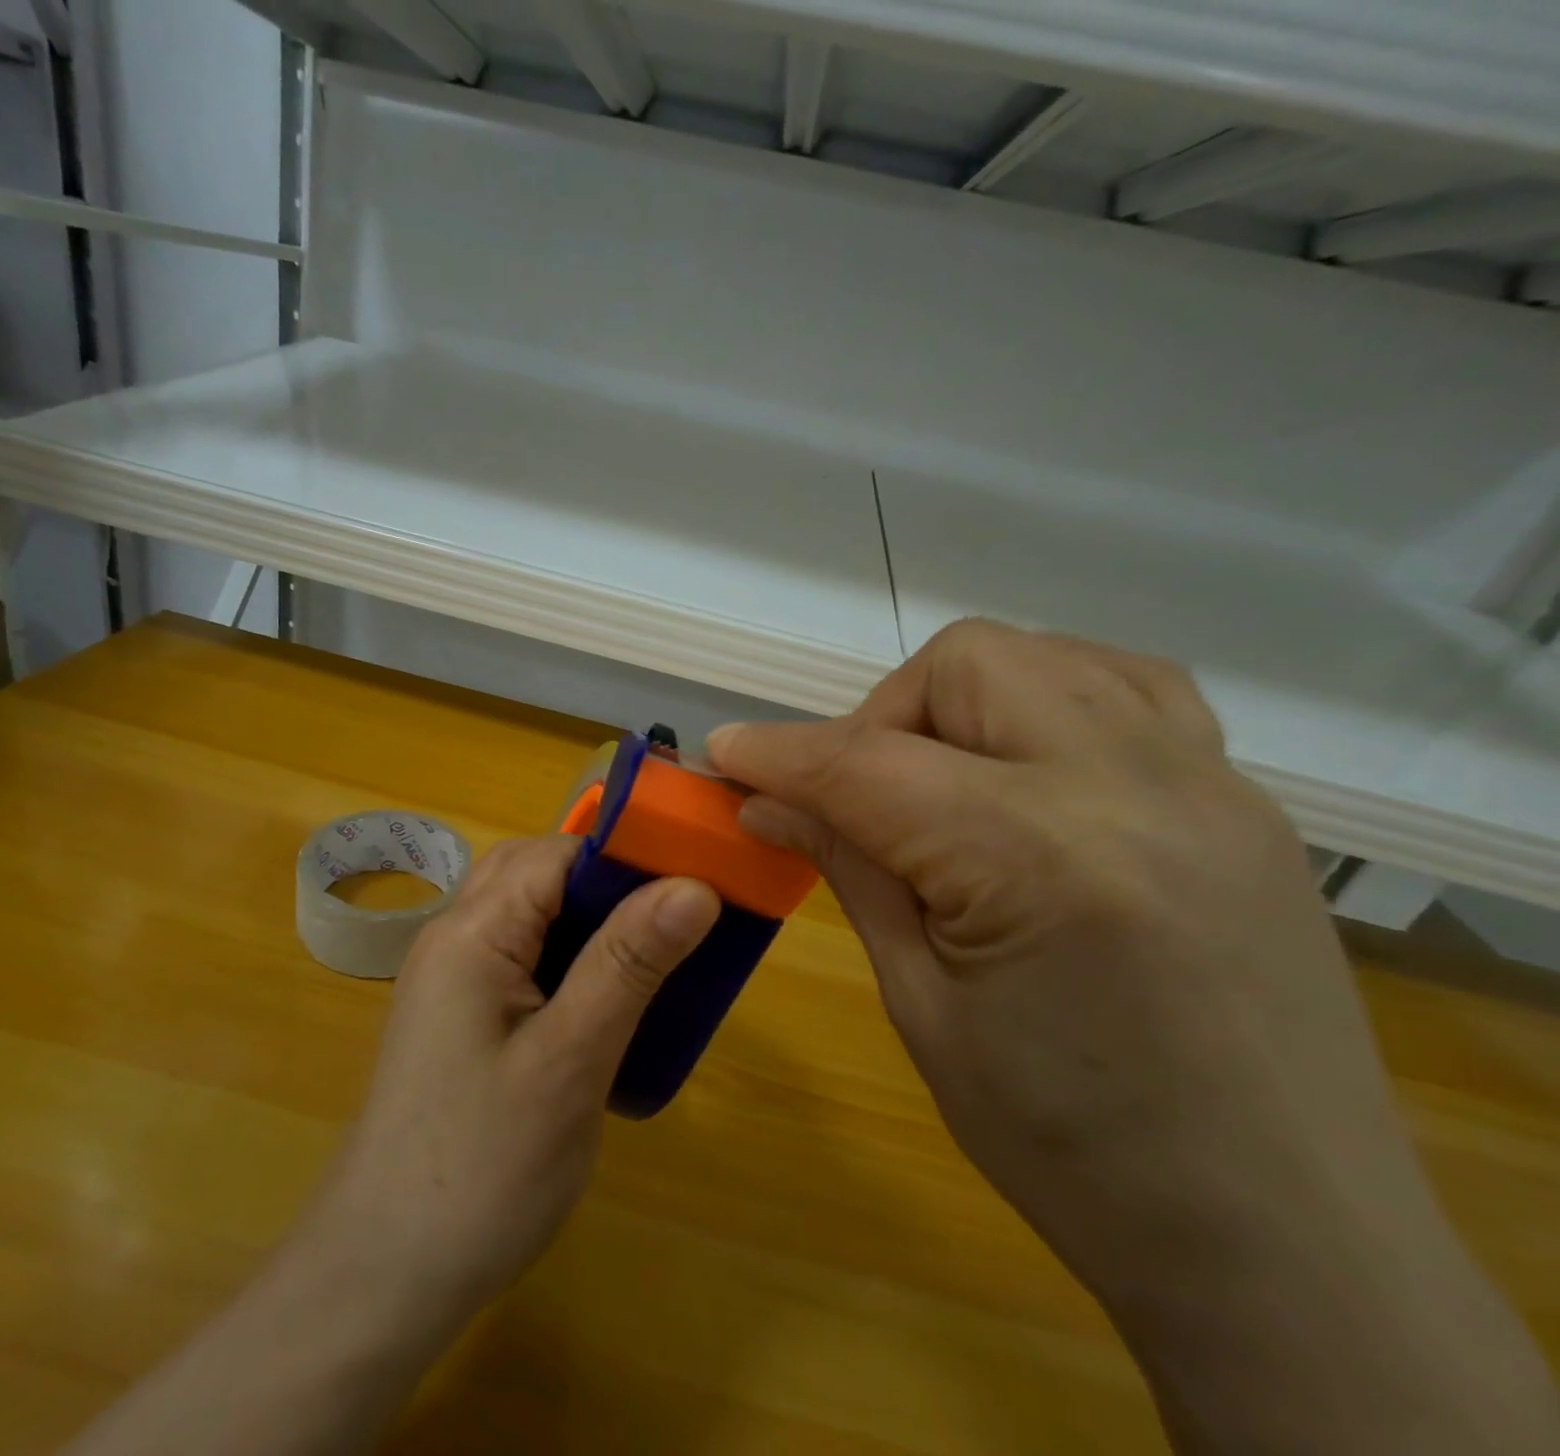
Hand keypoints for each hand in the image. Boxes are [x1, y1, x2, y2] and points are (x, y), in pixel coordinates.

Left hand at [307, 835, 719, 1333]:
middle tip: (675, 923)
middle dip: (609, 884)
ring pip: (533, 915)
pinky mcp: (463, 1016)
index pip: (556, 853)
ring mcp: (454, 978)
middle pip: (539, 874)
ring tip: (654, 959)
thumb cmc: (482, 1168)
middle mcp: (455, 938)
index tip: (695, 880)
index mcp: (471, 932)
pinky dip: (571, 960)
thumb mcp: (569, 1062)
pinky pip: (524, 957)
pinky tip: (607, 1003)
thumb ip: (627, 965)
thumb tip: (694, 886)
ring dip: (593, 922)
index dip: (625, 856)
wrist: (384, 1278)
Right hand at [708, 619, 1558, 1454]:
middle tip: (853, 795)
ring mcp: (1207, 783)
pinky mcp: (1243, 800)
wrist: (1285, 1242)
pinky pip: (1129, 690)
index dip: (777, 753)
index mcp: (1038, 858)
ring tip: (938, 778)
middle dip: (879, 715)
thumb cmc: (1071, 1149)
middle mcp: (1134, 787)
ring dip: (962, 698)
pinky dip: (1051, 700)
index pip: (867, 765)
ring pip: (1048, 656)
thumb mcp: (922, 1006)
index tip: (724, 754)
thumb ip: (849, 870)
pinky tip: (1026, 768)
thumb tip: (767, 801)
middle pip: (966, 665)